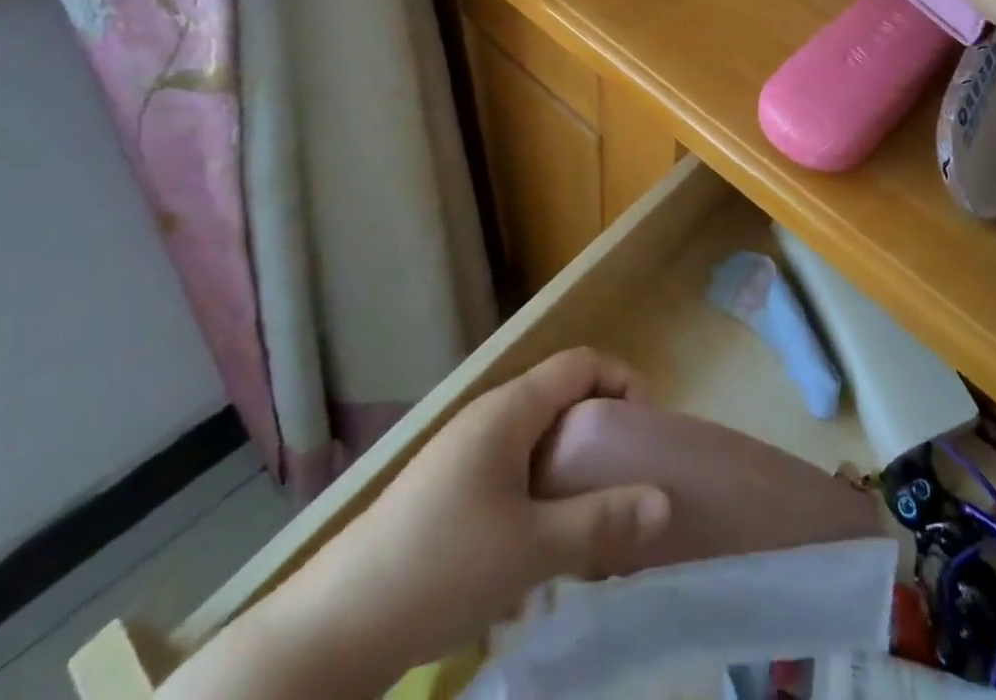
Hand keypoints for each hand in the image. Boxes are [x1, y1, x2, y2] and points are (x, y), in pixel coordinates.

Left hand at [178, 349, 670, 698]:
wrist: (330, 631)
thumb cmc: (440, 567)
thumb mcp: (531, 548)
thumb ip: (601, 522)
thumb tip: (665, 503)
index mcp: (508, 410)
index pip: (580, 363)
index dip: (622, 382)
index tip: (646, 431)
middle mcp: (486, 420)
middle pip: (560, 402)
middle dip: (600, 437)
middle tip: (627, 484)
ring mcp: (461, 457)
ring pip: (535, 445)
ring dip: (569, 475)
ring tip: (591, 526)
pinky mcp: (445, 496)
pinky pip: (509, 477)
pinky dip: (537, 500)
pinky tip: (536, 559)